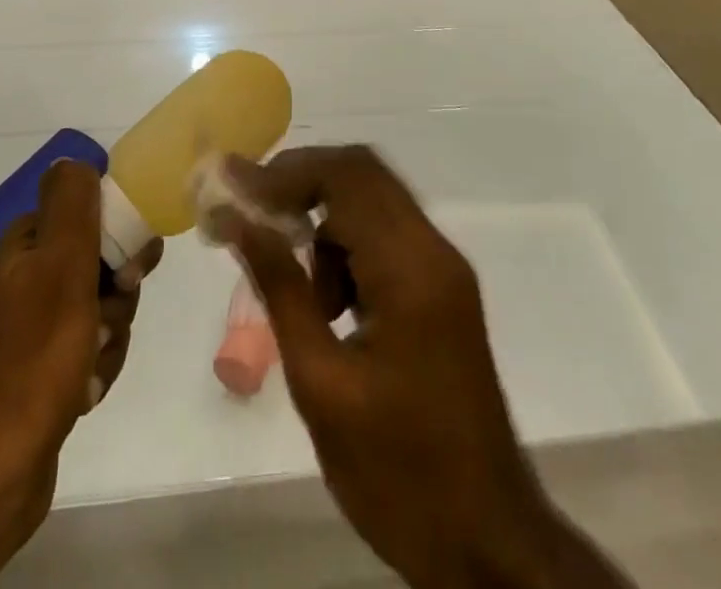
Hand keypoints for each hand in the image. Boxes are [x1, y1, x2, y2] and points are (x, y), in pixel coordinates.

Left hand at [0, 160, 161, 588]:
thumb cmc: (30, 364)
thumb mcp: (59, 270)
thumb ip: (70, 207)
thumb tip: (72, 156)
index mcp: (24, 248)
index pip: (85, 213)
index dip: (117, 234)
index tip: (134, 268)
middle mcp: (24, 281)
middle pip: (97, 264)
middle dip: (116, 295)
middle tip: (106, 323)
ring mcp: (29, 331)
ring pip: (99, 311)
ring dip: (110, 337)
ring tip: (90, 369)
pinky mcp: (39, 375)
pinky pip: (88, 353)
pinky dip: (96, 370)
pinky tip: (83, 395)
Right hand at [215, 146, 628, 588]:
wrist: (489, 547)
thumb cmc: (399, 474)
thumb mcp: (321, 383)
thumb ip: (280, 287)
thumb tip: (236, 218)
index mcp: (411, 269)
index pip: (345, 176)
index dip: (283, 172)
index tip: (231, 189)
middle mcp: (434, 251)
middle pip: (361, 174)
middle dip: (299, 183)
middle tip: (250, 212)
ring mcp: (443, 270)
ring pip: (371, 202)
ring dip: (322, 219)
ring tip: (290, 278)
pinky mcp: (442, 291)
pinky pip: (385, 237)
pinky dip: (345, 247)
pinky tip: (326, 303)